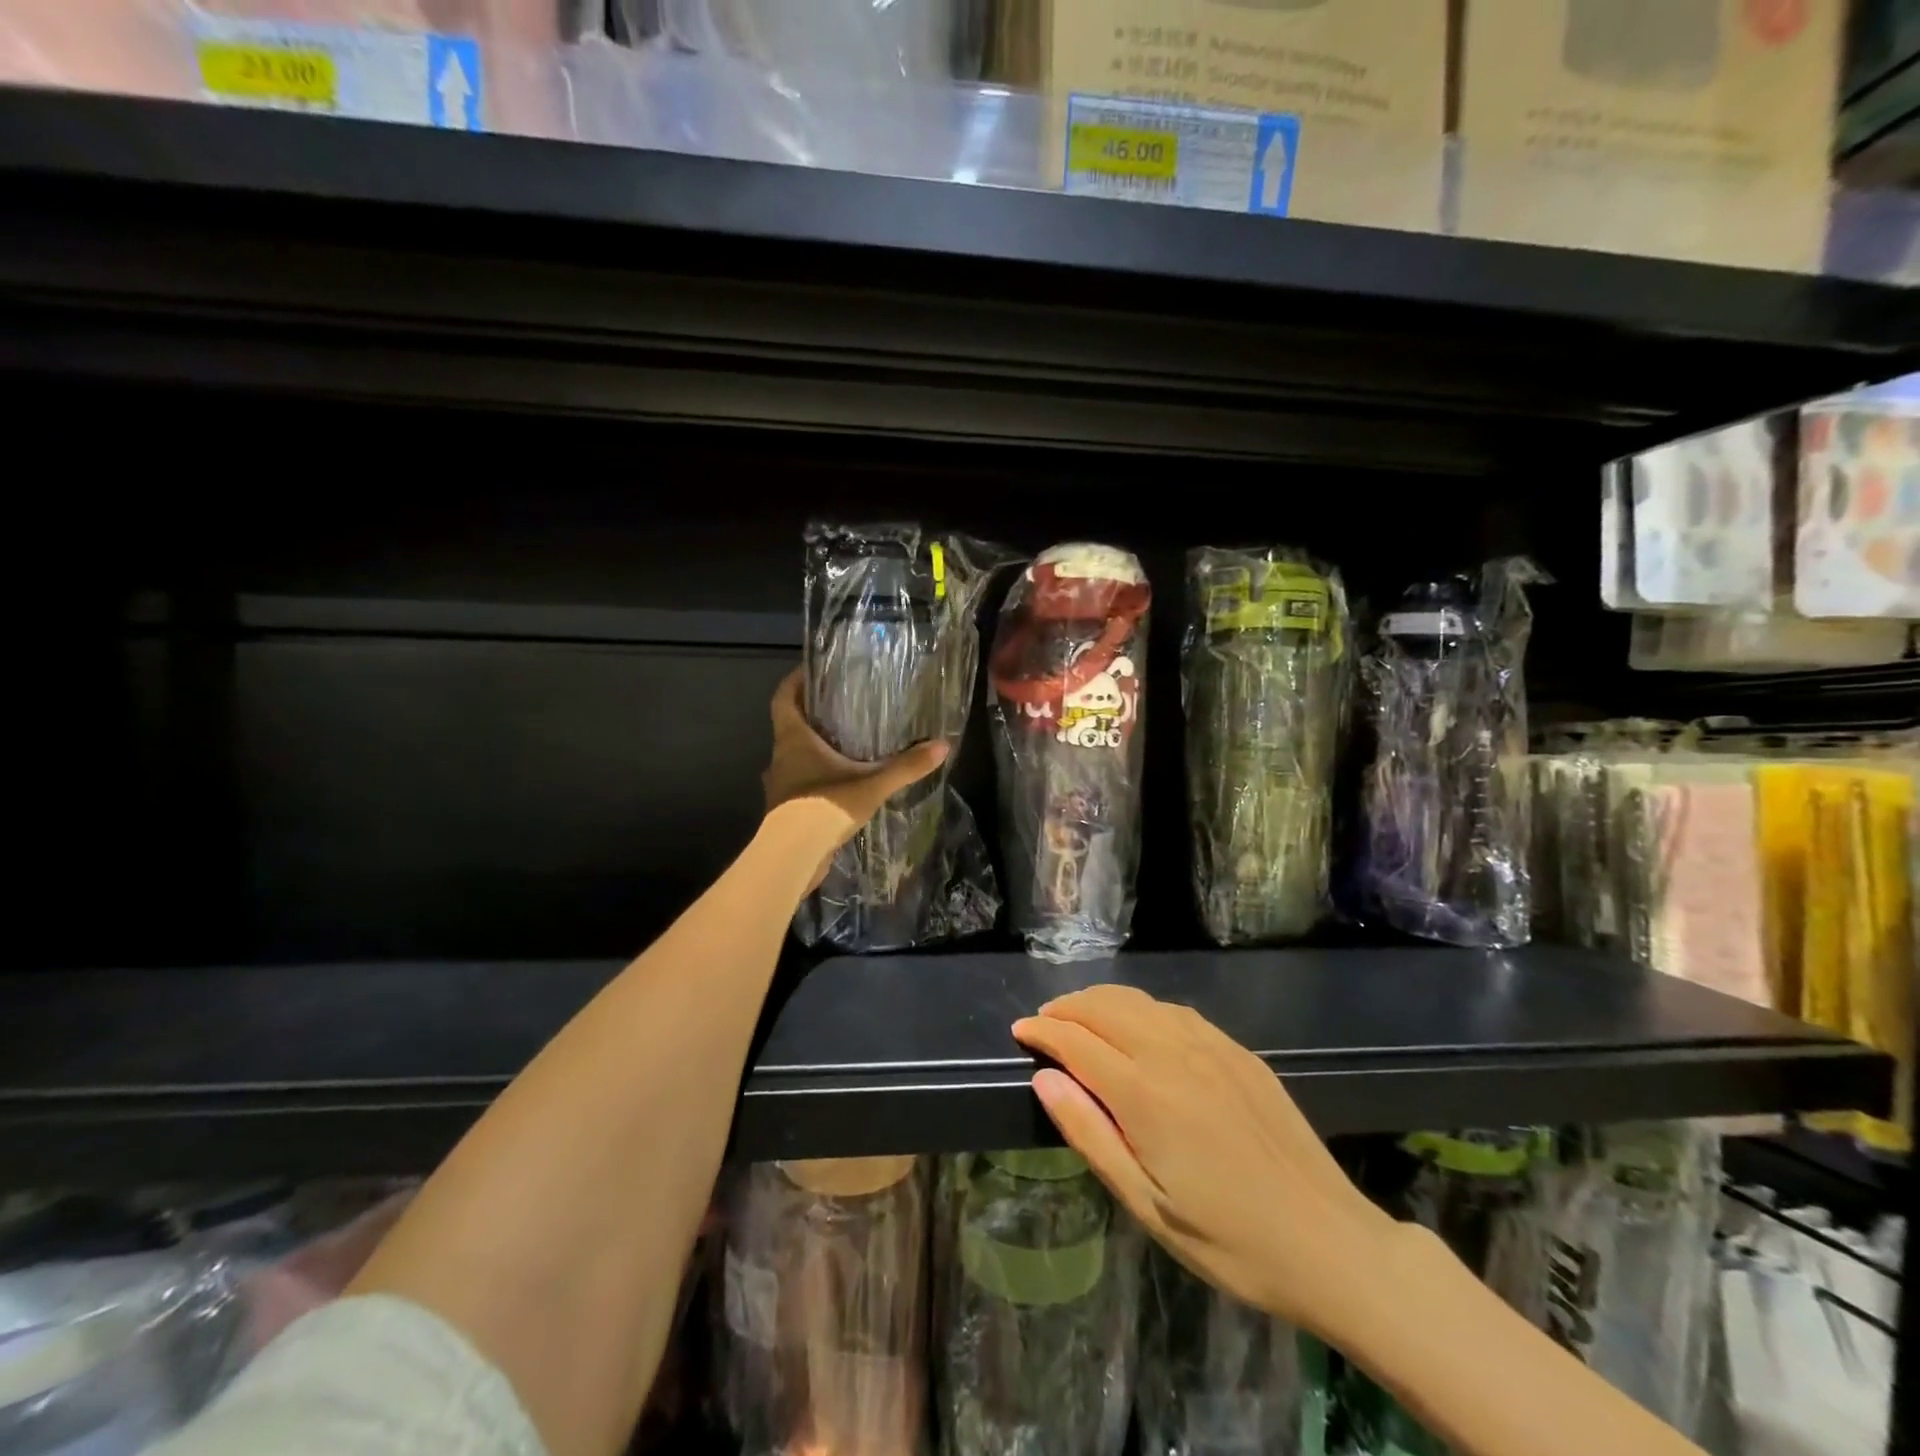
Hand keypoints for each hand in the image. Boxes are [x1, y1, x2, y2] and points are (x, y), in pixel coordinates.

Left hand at [761, 667, 948, 888]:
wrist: (794, 856)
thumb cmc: (825, 806)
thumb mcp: (872, 785)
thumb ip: (906, 766)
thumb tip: (942, 746)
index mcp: (793, 740)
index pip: (783, 698)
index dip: (794, 681)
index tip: (812, 671)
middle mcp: (780, 758)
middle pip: (789, 726)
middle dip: (811, 716)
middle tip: (840, 708)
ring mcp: (780, 786)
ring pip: (793, 758)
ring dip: (812, 751)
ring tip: (844, 747)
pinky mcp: (785, 810)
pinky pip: (799, 785)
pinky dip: (815, 780)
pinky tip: (839, 786)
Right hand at [1013, 985, 1399, 1338]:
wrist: (1329, 1242)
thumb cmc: (1228, 1240)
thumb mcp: (1146, 1205)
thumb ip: (1090, 1134)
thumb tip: (1045, 1078)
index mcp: (1146, 1094)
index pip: (1078, 1041)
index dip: (1044, 1031)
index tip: (1020, 1031)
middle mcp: (1174, 1054)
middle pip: (1105, 1008)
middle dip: (1067, 1007)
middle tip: (1044, 1021)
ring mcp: (1211, 1046)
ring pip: (1140, 1002)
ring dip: (1101, 1001)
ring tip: (1080, 1016)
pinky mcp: (1238, 1051)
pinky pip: (1176, 1011)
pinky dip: (1142, 1008)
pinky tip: (1138, 1024)